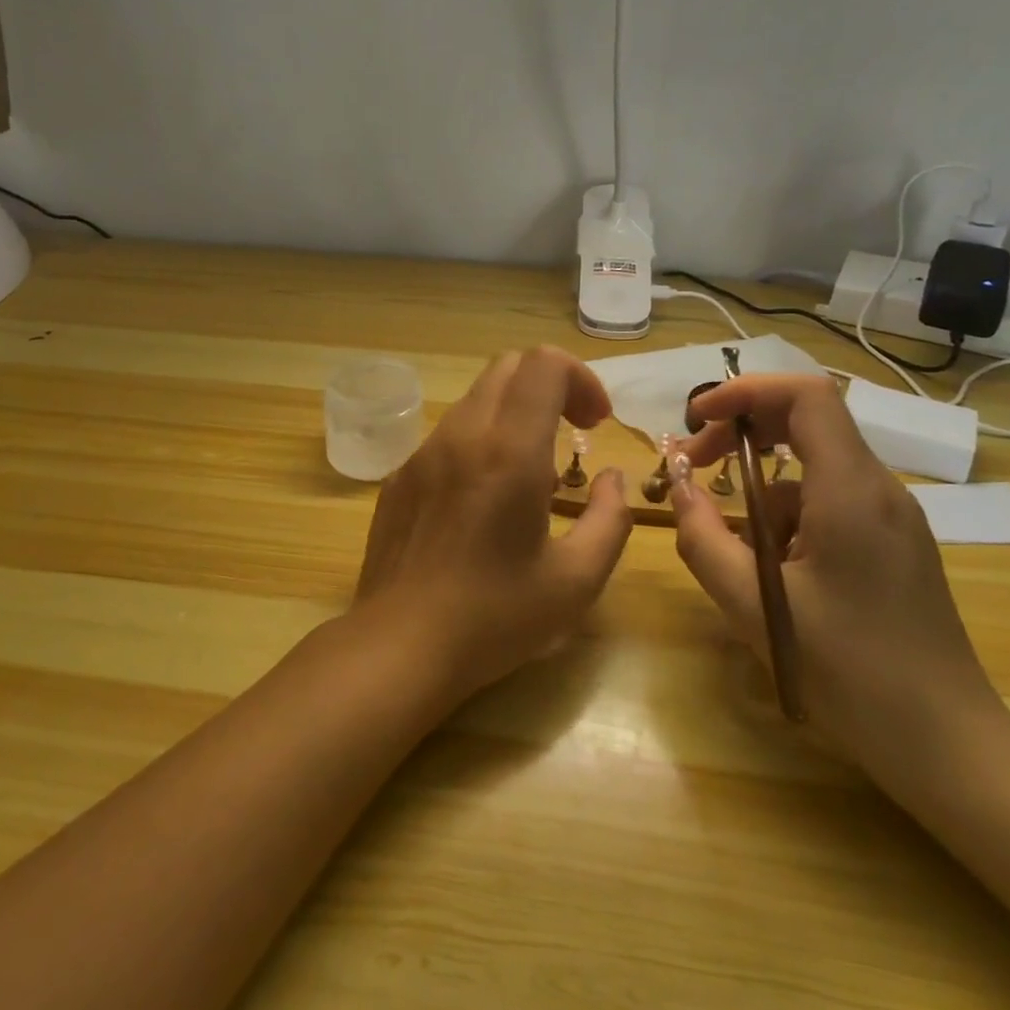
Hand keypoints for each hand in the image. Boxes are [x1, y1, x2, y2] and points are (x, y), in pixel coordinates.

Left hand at [354, 347, 634, 701]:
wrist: (399, 645)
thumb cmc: (494, 617)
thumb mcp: (576, 581)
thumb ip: (609, 519)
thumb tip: (609, 479)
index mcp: (508, 451)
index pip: (543, 363)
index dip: (580, 378)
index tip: (594, 424)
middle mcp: (461, 436)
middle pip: (508, 367)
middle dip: (551, 385)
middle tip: (573, 432)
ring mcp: (422, 453)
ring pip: (476, 399)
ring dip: (514, 414)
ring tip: (531, 474)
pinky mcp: (399, 476)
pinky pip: (448, 435)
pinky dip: (480, 441)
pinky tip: (483, 500)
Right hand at [672, 375, 1006, 783]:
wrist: (947, 744)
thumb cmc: (848, 673)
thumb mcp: (754, 606)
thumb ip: (703, 538)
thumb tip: (678, 487)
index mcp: (851, 491)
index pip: (805, 395)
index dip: (744, 391)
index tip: (696, 420)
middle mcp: (879, 489)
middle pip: (808, 419)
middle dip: (742, 430)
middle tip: (696, 467)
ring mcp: (892, 516)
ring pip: (814, 465)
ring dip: (760, 482)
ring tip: (730, 540)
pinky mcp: (894, 542)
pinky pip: (829, 499)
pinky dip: (786, 513)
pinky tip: (770, 567)